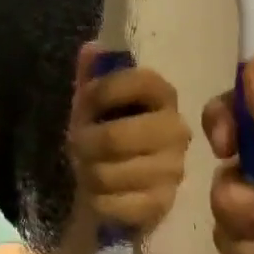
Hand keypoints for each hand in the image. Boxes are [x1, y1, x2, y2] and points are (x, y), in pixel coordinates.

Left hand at [67, 45, 190, 235]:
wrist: (117, 183)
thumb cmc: (105, 130)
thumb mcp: (94, 100)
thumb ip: (92, 73)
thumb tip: (92, 49)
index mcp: (162, 94)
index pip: (137, 82)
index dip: (100, 92)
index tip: (84, 103)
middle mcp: (176, 129)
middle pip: (115, 137)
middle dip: (85, 143)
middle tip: (77, 145)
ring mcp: (173, 169)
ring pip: (109, 173)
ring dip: (88, 172)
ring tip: (88, 168)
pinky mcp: (162, 204)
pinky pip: (115, 203)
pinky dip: (98, 200)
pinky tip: (99, 194)